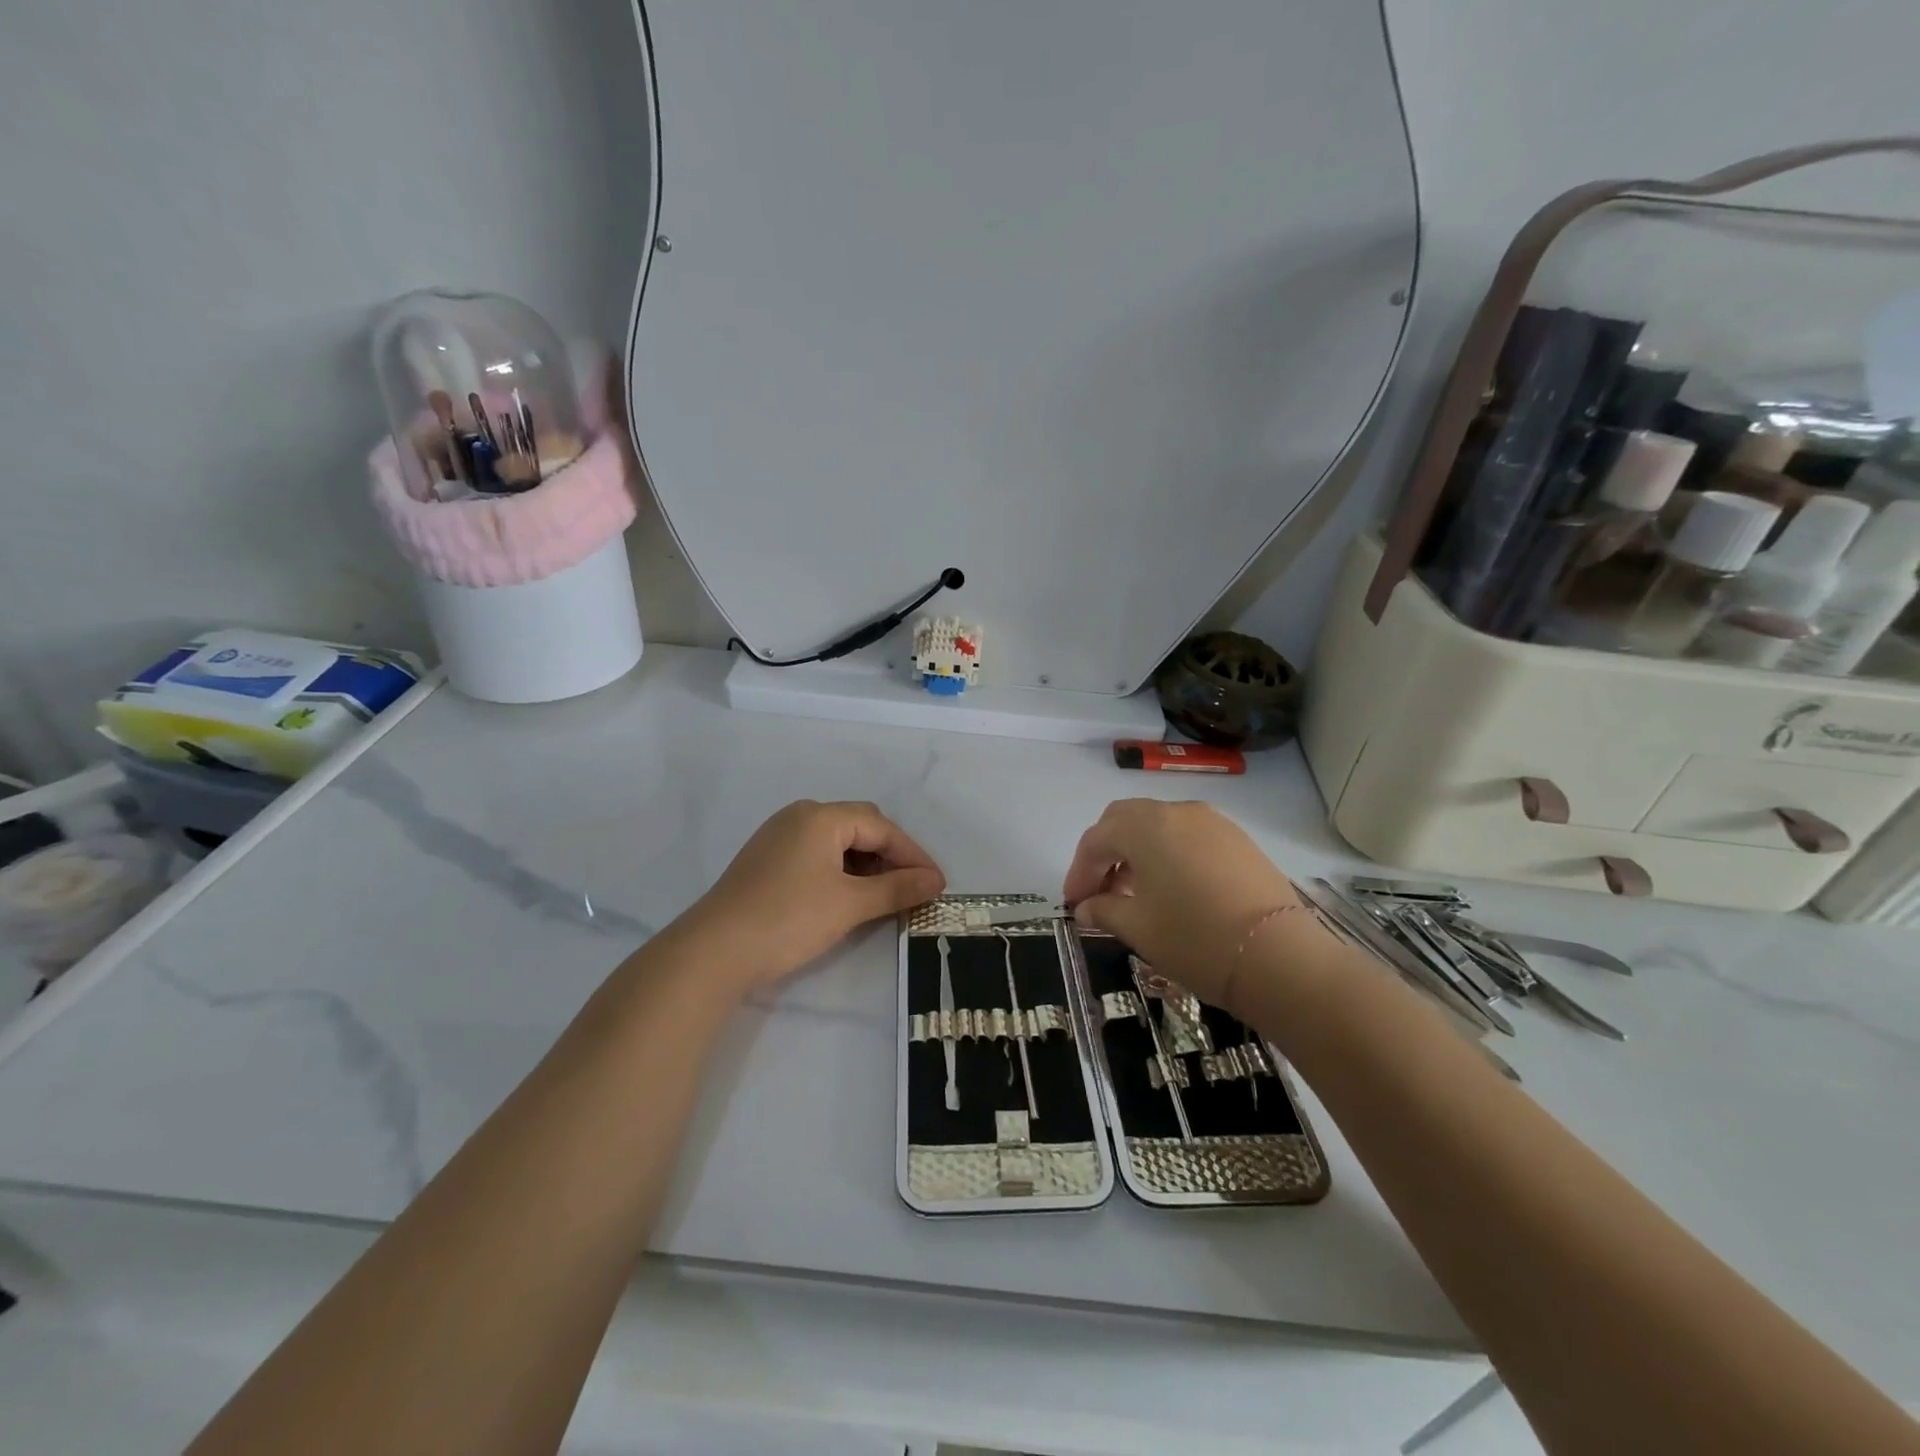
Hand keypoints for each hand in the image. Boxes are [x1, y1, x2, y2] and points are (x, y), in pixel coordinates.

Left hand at [682, 800, 945, 991]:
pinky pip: (817, 854)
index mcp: (821, 816)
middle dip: (891, 856)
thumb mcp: (850, 905)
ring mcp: (779, 837)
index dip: (913, 854)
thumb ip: (896, 888)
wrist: (713, 951)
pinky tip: (849, 897)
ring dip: (866, 865)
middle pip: (860, 826)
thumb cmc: (788, 919)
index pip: (881, 827)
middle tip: (913, 888)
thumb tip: (935, 881)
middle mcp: (799, 816)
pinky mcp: (767, 860)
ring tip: (885, 896)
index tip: (937, 884)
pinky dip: (841, 871)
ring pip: (838, 842)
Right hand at [1063, 799, 1336, 1016]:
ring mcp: (1212, 822)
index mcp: (1144, 827)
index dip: (1079, 872)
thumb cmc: (1195, 938)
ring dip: (1137, 851)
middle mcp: (1176, 811)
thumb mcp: (1138, 928)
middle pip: (1125, 820)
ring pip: (1159, 825)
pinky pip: (1188, 836)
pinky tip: (1172, 888)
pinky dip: (1168, 853)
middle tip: (1099, 890)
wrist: (1278, 956)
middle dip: (1105, 852)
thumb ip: (1104, 910)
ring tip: (1134, 892)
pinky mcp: (1238, 839)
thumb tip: (1086, 908)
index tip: (1074, 904)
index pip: (1096, 840)